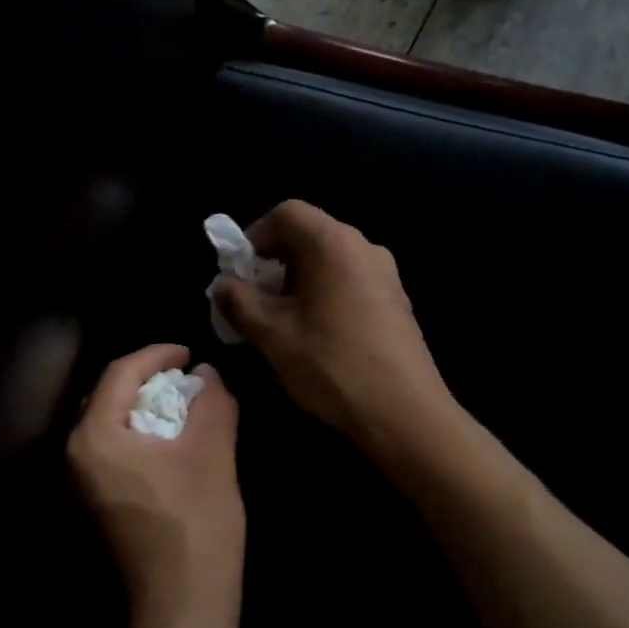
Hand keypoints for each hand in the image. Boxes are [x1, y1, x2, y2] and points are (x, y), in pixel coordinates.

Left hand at [68, 344, 243, 627]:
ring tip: (188, 405)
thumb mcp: (212, 451)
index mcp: (95, 435)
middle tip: (189, 377)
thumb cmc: (195, 523)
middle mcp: (77, 454)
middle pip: (111, 396)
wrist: (183, 606)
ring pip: (114, 425)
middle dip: (151, 381)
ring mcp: (82, 483)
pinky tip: (175, 442)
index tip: (190, 352)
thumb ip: (210, 400)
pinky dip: (144, 436)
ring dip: (149, 409)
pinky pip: (116, 451)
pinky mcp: (97, 503)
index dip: (158, 354)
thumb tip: (206, 373)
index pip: (121, 373)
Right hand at [210, 200, 451, 451]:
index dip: (254, 237)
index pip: (286, 213)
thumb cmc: (332, 366)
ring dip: (296, 281)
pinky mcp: (395, 300)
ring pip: (328, 260)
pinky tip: (315, 334)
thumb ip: (240, 302)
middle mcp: (364, 247)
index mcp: (334, 244)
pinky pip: (349, 280)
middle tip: (254, 301)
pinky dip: (322, 293)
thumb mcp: (273, 335)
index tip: (239, 274)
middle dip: (273, 262)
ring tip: (280, 321)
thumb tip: (223, 285)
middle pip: (308, 234)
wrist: (405, 414)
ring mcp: (385, 274)